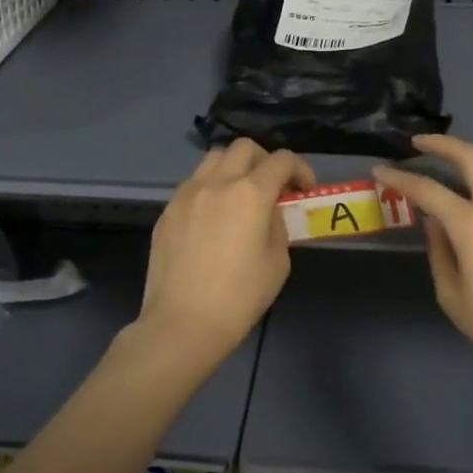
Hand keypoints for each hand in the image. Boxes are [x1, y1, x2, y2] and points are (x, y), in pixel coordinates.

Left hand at [134, 139, 314, 371]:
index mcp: (250, 193)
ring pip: (213, 159)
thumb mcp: (278, 262)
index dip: (300, 169)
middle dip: (265, 161)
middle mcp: (216, 183)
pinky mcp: (167, 211)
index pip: (281, 160)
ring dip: (234, 168)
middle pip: (244, 148)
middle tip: (273, 187)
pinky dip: (210, 189)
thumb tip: (268, 213)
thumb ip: (278, 226)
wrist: (182, 324)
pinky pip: (193, 185)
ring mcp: (186, 195)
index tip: (304, 189)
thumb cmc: (239, 297)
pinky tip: (214, 218)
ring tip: (241, 196)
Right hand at [375, 136, 472, 392]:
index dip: (400, 178)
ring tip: (459, 154)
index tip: (381, 171)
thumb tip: (434, 221)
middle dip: (441, 145)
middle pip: (471, 159)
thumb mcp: (451, 294)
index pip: (428, 191)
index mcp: (472, 227)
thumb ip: (439, 250)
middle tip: (420, 143)